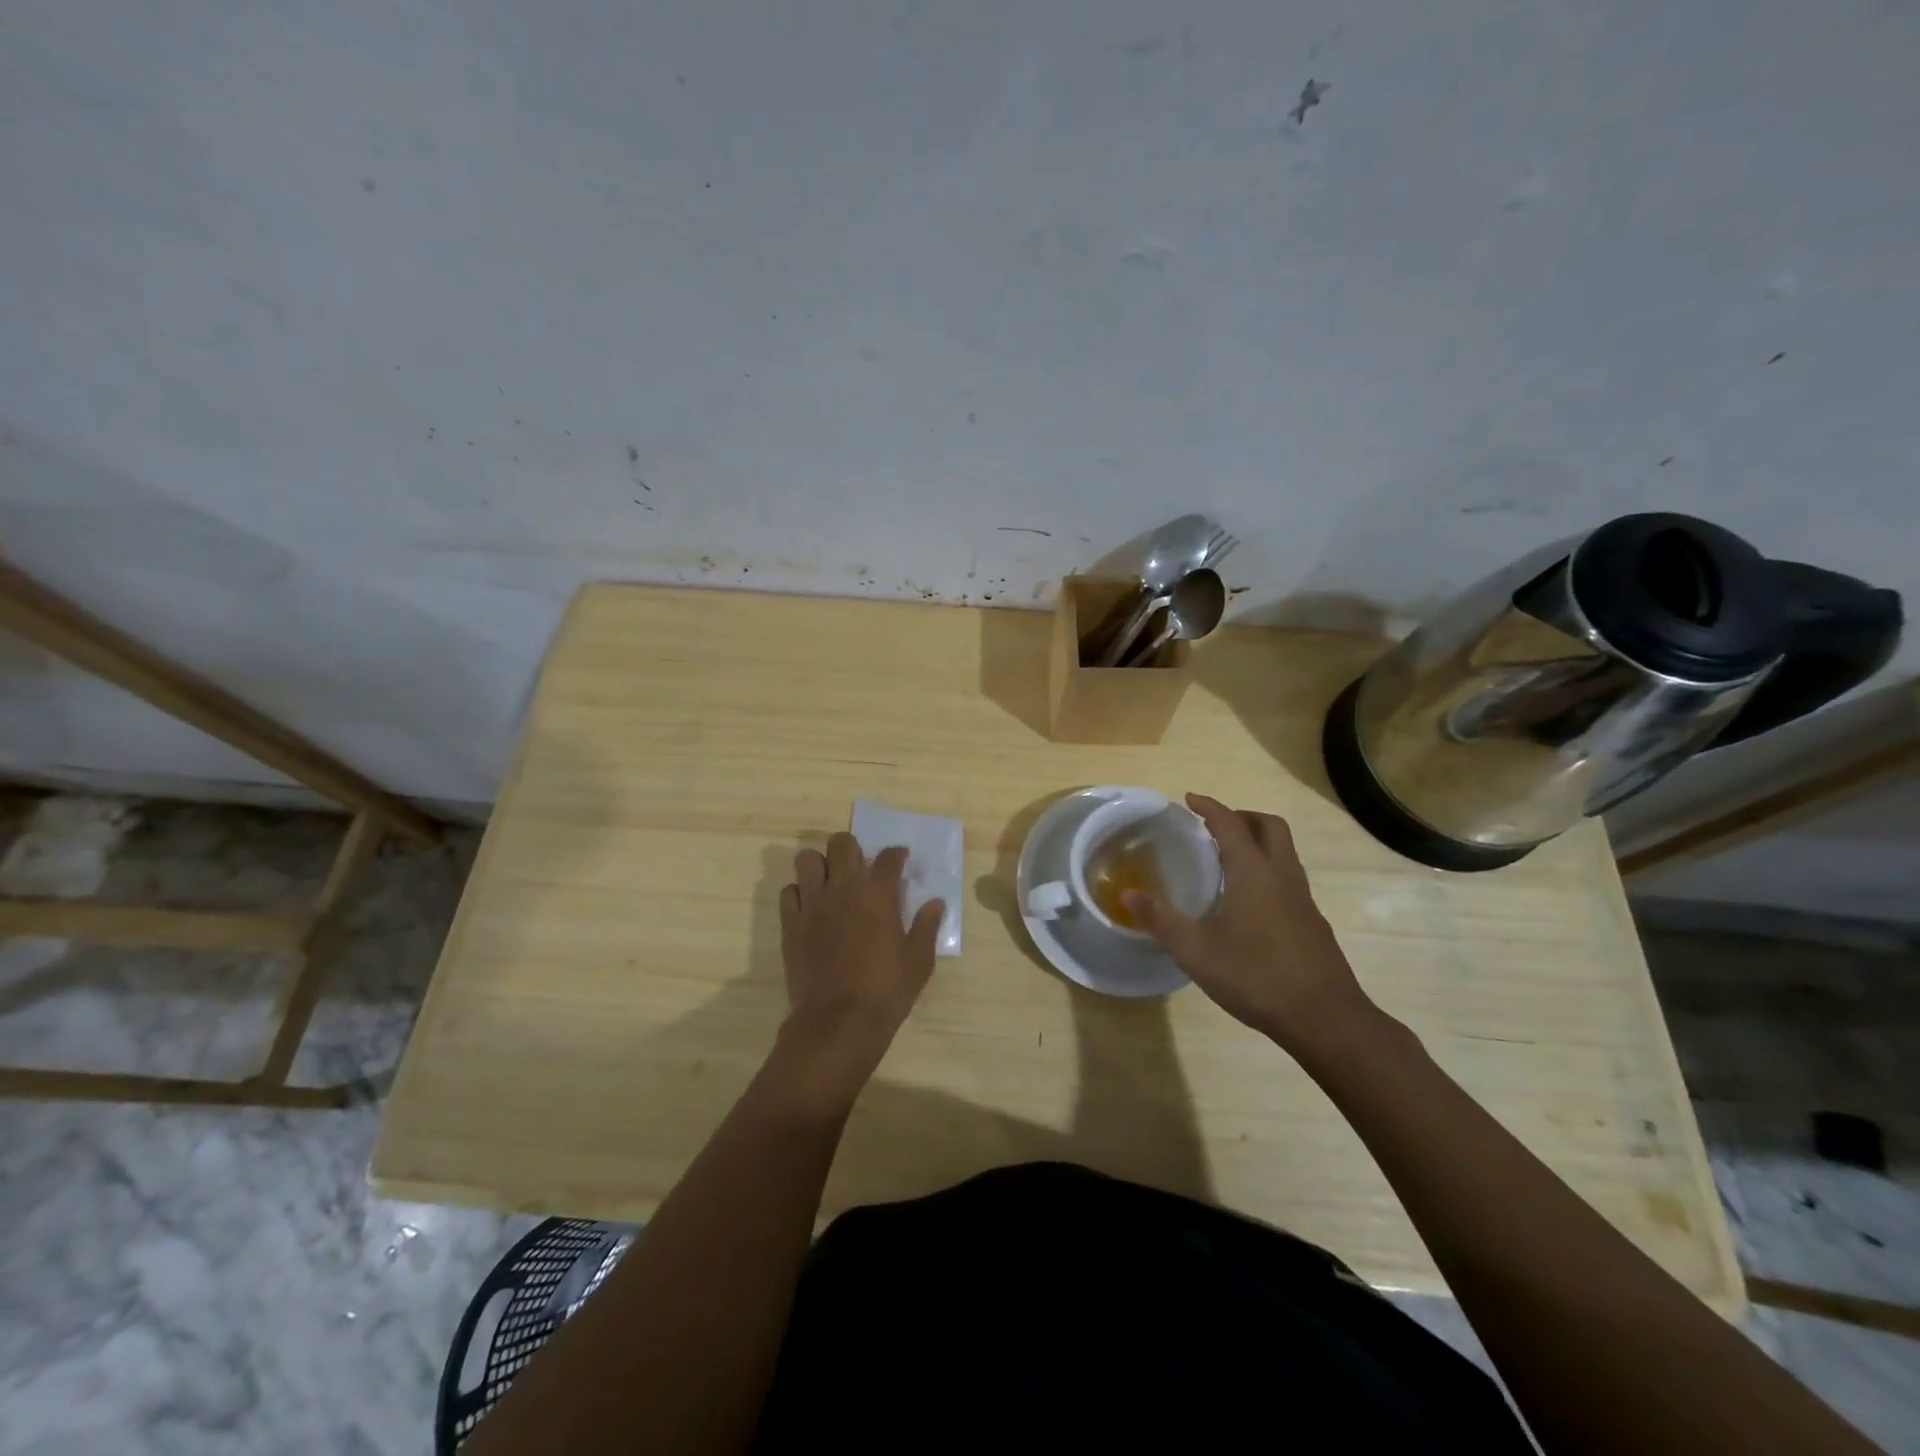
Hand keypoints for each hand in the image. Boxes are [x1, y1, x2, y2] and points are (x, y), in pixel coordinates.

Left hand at [777, 833, 943, 1084]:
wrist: (837, 1022)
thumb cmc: (886, 992)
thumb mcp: (919, 962)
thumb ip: (927, 927)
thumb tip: (936, 903)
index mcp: (878, 894)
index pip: (888, 857)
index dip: (896, 855)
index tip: (900, 860)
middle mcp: (843, 889)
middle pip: (841, 843)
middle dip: (852, 849)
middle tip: (859, 868)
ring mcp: (812, 904)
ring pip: (807, 859)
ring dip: (820, 865)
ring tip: (830, 883)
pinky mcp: (791, 923)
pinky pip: (788, 891)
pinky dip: (799, 893)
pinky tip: (810, 908)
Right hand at [1123, 794, 1378, 1056]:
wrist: (1325, 1019)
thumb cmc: (1256, 976)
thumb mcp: (1195, 950)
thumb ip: (1160, 919)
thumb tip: (1126, 895)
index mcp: (1254, 873)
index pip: (1231, 824)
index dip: (1210, 807)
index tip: (1190, 799)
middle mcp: (1283, 877)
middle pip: (1270, 827)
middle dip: (1242, 817)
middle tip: (1214, 826)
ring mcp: (1303, 900)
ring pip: (1284, 853)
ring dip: (1258, 843)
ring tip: (1227, 861)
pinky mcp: (1313, 924)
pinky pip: (1289, 879)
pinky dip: (1267, 872)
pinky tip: (1248, 904)